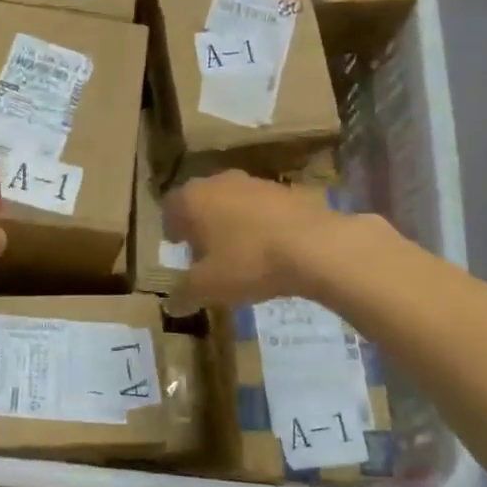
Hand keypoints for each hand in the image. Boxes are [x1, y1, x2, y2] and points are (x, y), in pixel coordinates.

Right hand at [163, 171, 350, 311]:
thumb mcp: (208, 287)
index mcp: (193, 198)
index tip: (178, 246)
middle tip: (205, 251)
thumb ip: (185, 293)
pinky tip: (270, 249)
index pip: (170, 206)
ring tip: (239, 252)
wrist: (316, 246)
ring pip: (233, 201)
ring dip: (231, 222)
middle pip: (202, 200)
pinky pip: (263, 208)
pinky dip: (260, 224)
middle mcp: (220, 182)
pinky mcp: (288, 191)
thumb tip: (172, 304)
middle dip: (201, 223)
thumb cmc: (248, 262)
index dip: (171, 227)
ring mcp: (256, 183)